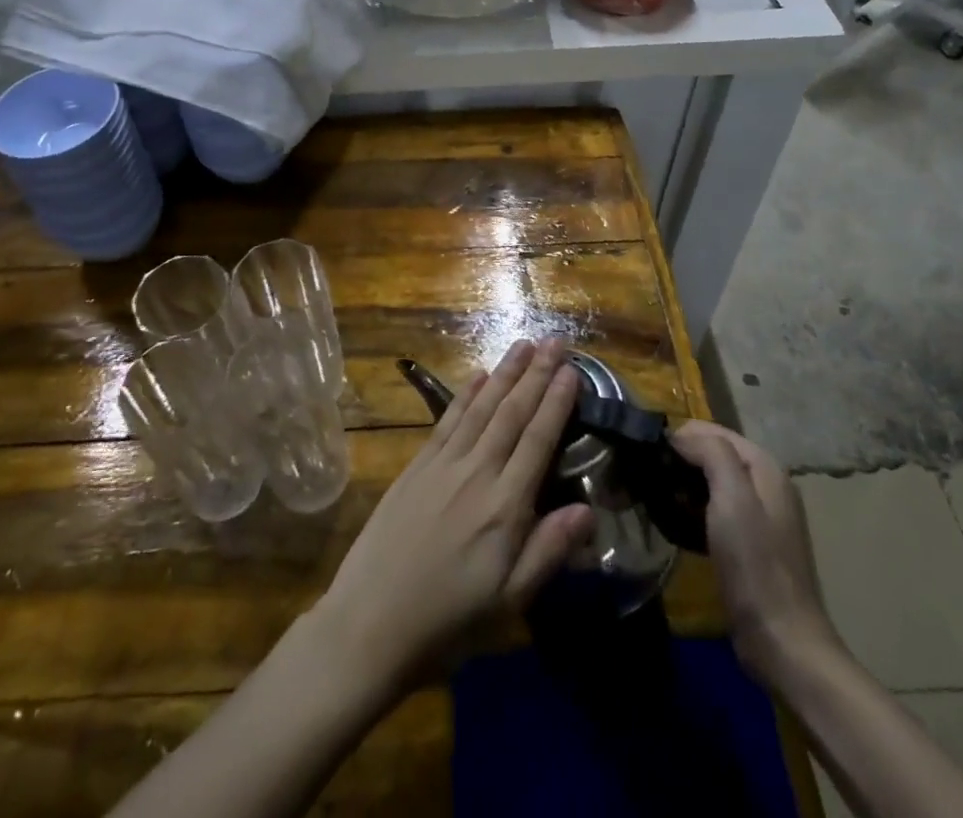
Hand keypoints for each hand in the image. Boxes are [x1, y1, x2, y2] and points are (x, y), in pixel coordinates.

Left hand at [311, 340, 595, 701]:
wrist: (371, 621)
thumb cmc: (448, 620)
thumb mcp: (508, 602)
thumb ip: (548, 550)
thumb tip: (590, 509)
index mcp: (504, 507)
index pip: (538, 440)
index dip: (556, 402)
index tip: (572, 370)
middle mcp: (475, 473)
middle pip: (511, 413)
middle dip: (536, 374)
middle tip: (555, 341)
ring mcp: (442, 464)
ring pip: (481, 407)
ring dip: (504, 373)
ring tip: (524, 345)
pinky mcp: (416, 466)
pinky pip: (447, 420)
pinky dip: (465, 394)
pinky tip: (478, 375)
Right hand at [671, 421, 839, 683]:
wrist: (781, 642)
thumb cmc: (755, 564)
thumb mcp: (732, 499)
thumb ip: (712, 453)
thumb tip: (680, 435)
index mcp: (765, 467)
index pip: (712, 430)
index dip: (678, 436)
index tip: (645, 452)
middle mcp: (765, 484)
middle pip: (712, 454)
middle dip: (678, 459)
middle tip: (642, 474)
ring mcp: (759, 516)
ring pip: (710, 482)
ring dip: (682, 484)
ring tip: (651, 495)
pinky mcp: (749, 544)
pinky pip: (713, 510)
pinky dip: (691, 509)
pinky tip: (672, 521)